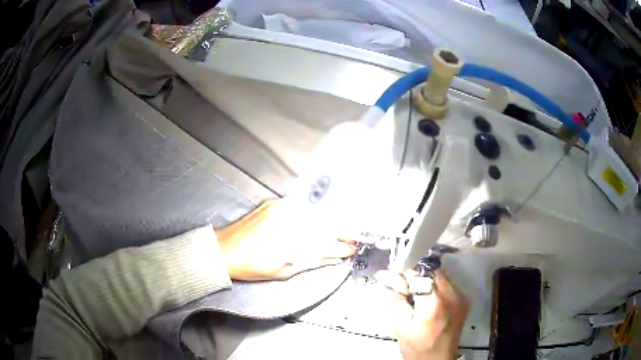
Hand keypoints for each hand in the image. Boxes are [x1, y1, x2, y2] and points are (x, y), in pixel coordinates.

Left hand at [215, 200, 356, 280]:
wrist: (222, 250)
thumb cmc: (252, 266)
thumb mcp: (284, 270)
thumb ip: (311, 261)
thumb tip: (335, 258)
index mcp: (291, 239)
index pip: (324, 240)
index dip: (341, 245)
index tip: (352, 248)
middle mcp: (287, 218)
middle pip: (321, 221)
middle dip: (338, 230)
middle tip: (347, 239)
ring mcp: (279, 207)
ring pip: (311, 212)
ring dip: (325, 221)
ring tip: (333, 231)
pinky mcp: (272, 203)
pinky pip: (298, 206)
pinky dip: (308, 214)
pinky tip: (312, 222)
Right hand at [377, 270, 469, 359]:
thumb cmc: (416, 347)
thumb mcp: (400, 326)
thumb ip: (397, 299)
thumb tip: (392, 279)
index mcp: (434, 303)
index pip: (418, 275)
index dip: (403, 273)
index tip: (390, 275)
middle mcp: (452, 296)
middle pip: (432, 271)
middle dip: (415, 275)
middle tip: (402, 285)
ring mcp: (461, 297)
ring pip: (441, 276)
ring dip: (426, 280)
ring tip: (415, 293)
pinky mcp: (464, 300)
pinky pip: (448, 285)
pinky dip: (435, 287)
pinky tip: (427, 299)